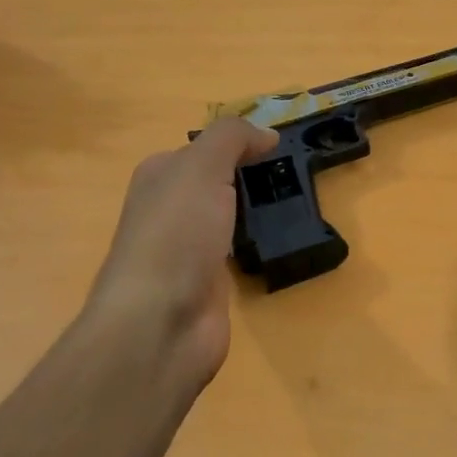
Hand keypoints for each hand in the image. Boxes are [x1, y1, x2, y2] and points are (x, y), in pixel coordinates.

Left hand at [79, 117, 279, 388]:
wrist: (160, 323)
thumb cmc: (177, 234)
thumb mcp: (202, 167)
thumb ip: (233, 138)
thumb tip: (267, 134)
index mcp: (160, 176)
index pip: (204, 148)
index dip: (239, 143)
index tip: (281, 147)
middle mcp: (169, 209)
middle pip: (217, 181)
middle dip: (252, 176)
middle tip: (296, 174)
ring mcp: (187, 248)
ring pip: (229, 215)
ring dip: (255, 210)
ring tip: (297, 203)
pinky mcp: (207, 281)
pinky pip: (237, 250)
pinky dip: (256, 243)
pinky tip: (279, 241)